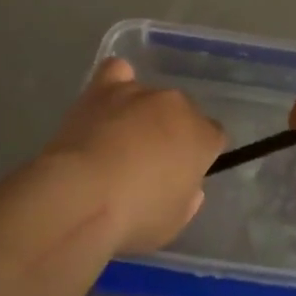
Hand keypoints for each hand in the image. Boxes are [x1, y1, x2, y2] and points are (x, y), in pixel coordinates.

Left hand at [41, 57, 226, 254]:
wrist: (82, 196)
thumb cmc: (135, 217)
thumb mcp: (174, 222)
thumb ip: (187, 198)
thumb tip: (186, 186)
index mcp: (202, 137)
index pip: (214, 136)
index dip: (199, 155)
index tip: (182, 175)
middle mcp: (177, 106)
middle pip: (183, 113)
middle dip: (171, 132)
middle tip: (149, 163)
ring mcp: (140, 92)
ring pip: (151, 97)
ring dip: (142, 114)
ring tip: (118, 141)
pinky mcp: (104, 88)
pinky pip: (117, 72)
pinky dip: (115, 83)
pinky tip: (107, 101)